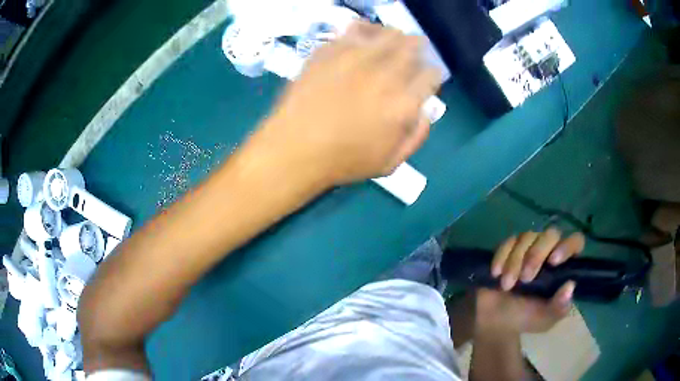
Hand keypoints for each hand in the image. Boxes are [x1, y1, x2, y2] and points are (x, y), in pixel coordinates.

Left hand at [248, 21, 440, 187]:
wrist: (294, 148)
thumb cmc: (343, 161)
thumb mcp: (390, 163)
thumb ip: (416, 136)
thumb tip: (426, 112)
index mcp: (403, 103)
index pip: (431, 75)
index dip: (433, 73)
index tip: (428, 76)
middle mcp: (384, 74)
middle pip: (412, 47)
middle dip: (418, 47)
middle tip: (414, 49)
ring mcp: (356, 58)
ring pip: (387, 33)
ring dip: (395, 35)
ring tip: (392, 40)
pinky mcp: (331, 50)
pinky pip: (354, 29)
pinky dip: (365, 28)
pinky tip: (364, 34)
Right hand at [475, 229, 585, 333]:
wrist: (493, 321)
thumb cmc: (524, 319)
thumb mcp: (544, 320)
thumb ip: (559, 307)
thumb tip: (570, 286)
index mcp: (563, 267)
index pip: (576, 242)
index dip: (567, 246)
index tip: (553, 262)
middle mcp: (549, 251)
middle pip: (551, 234)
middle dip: (536, 255)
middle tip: (525, 279)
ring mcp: (529, 247)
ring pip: (527, 237)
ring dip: (515, 261)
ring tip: (507, 285)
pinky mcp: (509, 247)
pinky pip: (508, 241)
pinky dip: (502, 256)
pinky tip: (496, 274)